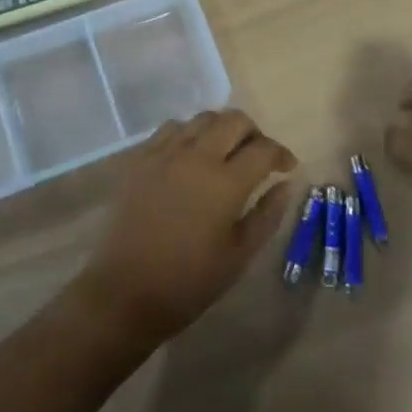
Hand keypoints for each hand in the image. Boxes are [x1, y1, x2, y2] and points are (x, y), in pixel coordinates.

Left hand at [77, 110, 296, 340]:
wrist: (124, 293)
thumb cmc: (188, 282)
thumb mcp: (239, 255)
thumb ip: (267, 215)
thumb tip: (286, 184)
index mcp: (226, 182)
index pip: (264, 149)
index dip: (281, 154)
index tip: (287, 167)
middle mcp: (197, 156)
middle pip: (234, 120)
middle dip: (254, 133)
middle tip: (257, 156)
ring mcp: (164, 153)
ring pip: (203, 118)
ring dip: (221, 129)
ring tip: (224, 153)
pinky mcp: (140, 158)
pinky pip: (171, 128)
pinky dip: (189, 134)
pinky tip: (189, 156)